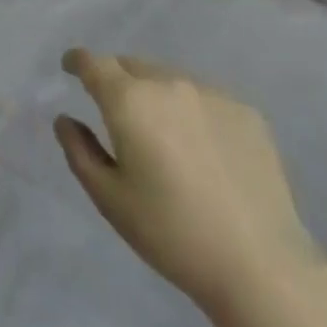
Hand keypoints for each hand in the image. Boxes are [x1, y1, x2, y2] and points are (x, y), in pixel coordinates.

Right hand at [54, 49, 321, 314]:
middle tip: (118, 116)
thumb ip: (80, 151)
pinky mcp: (245, 111)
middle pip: (131, 66)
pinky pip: (204, 98)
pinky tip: (204, 152)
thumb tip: (65, 119)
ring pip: (169, 79)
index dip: (77, 61)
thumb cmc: (172, 234)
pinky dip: (192, 112)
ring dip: (156, 95)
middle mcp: (167, 82)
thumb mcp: (111, 199)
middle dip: (117, 81)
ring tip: (164, 137)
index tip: (70, 68)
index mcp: (129, 100)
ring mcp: (211, 93)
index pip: (93, 63)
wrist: (261, 264)